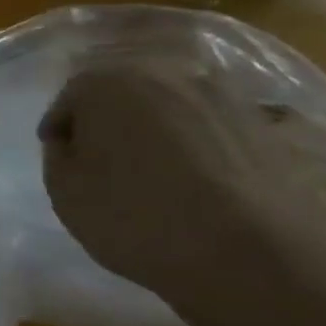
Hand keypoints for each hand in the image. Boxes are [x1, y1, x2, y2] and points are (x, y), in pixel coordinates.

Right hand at [39, 60, 325, 311]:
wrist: (250, 253)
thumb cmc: (135, 216)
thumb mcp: (64, 191)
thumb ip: (60, 155)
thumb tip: (75, 140)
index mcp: (109, 82)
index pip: (71, 97)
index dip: (61, 128)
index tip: (61, 158)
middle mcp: (167, 73)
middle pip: (124, 90)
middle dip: (110, 119)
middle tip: (103, 158)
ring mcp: (224, 94)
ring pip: (173, 103)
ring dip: (157, 127)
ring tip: (153, 169)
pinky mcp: (266, 122)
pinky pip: (214, 125)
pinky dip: (200, 141)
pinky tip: (198, 176)